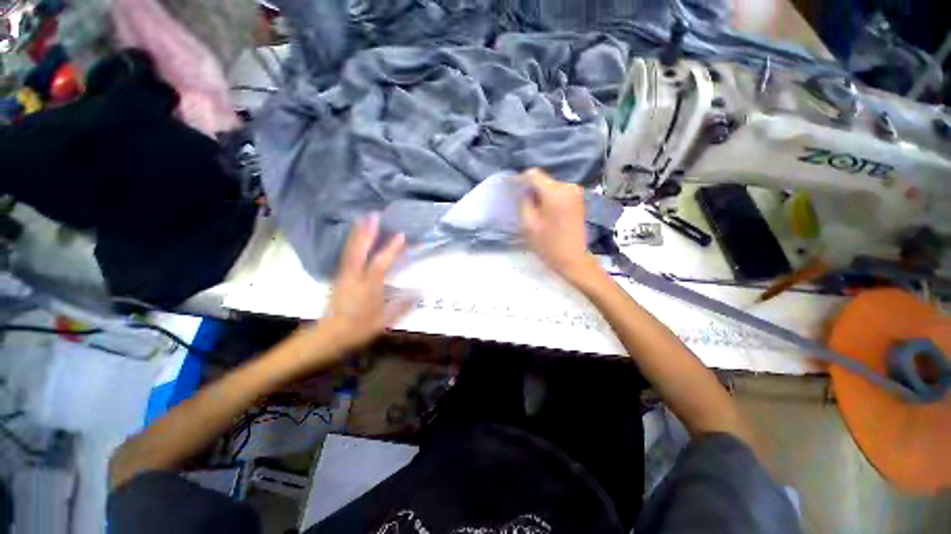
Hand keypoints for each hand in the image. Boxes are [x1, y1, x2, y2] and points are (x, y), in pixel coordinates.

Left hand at [320, 214, 415, 352]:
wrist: (326, 338)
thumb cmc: (356, 330)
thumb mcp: (383, 322)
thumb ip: (401, 306)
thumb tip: (420, 292)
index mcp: (367, 287)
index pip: (381, 263)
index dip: (391, 249)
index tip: (401, 235)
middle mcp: (354, 277)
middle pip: (360, 250)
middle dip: (367, 232)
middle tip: (374, 215)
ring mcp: (344, 276)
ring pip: (351, 250)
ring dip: (358, 234)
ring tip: (363, 219)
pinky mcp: (339, 278)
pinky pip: (346, 255)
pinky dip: (351, 244)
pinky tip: (354, 239)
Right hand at [519, 168, 598, 281]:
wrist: (573, 259)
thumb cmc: (548, 244)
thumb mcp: (528, 224)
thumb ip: (524, 202)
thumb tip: (523, 189)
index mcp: (555, 192)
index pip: (533, 174)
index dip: (520, 179)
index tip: (512, 188)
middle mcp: (568, 187)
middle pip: (543, 180)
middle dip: (532, 189)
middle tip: (524, 204)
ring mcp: (576, 192)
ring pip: (551, 186)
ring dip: (541, 195)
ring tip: (535, 210)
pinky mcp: (579, 199)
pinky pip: (559, 192)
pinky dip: (550, 198)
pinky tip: (546, 211)